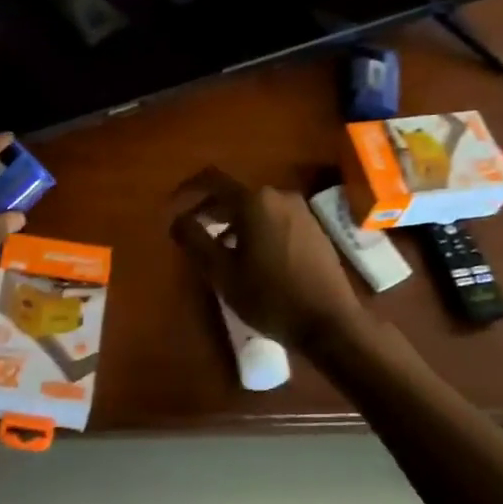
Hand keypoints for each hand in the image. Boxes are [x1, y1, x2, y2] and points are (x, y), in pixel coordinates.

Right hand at [169, 168, 366, 352]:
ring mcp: (300, 211)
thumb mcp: (222, 273)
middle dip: (209, 210)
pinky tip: (251, 257)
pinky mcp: (313, 228)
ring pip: (255, 208)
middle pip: (234, 194)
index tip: (172, 207)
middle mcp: (279, 196)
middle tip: (191, 232)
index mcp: (254, 201)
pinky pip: (274, 219)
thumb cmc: (271, 297)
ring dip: (232, 222)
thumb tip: (177, 220)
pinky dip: (255, 229)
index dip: (187, 190)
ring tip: (219, 249)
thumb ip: (195, 240)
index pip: (212, 180)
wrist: (331, 323)